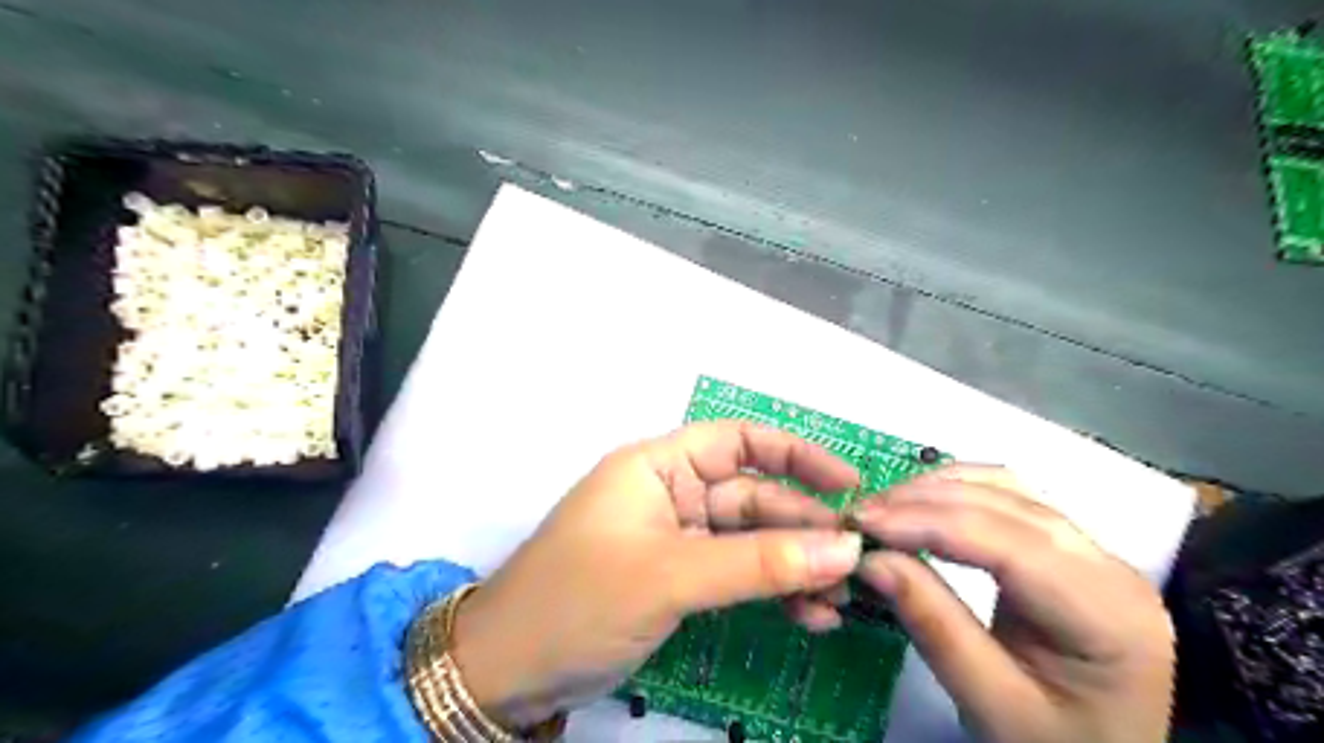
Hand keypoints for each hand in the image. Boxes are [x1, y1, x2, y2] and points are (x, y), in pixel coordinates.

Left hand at [457, 419, 864, 726]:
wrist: (508, 673)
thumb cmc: (578, 602)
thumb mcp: (670, 576)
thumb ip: (758, 563)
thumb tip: (845, 549)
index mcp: (657, 467)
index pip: (738, 441)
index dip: (795, 454)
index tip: (848, 483)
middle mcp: (670, 494)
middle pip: (752, 496)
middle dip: (803, 525)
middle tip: (858, 560)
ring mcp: (676, 539)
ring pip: (750, 540)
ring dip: (794, 565)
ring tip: (838, 599)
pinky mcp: (678, 579)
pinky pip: (736, 574)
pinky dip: (770, 590)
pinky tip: (808, 614)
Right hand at [853, 468, 1173, 739]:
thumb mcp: (993, 705)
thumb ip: (935, 628)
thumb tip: (872, 560)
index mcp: (1106, 614)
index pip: (1005, 542)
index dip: (925, 521)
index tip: (860, 523)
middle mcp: (1108, 566)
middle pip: (1004, 503)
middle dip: (922, 500)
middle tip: (859, 516)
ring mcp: (1092, 551)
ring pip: (1006, 488)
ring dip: (936, 489)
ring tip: (882, 509)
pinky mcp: (1068, 548)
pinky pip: (1008, 498)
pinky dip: (956, 492)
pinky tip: (921, 504)